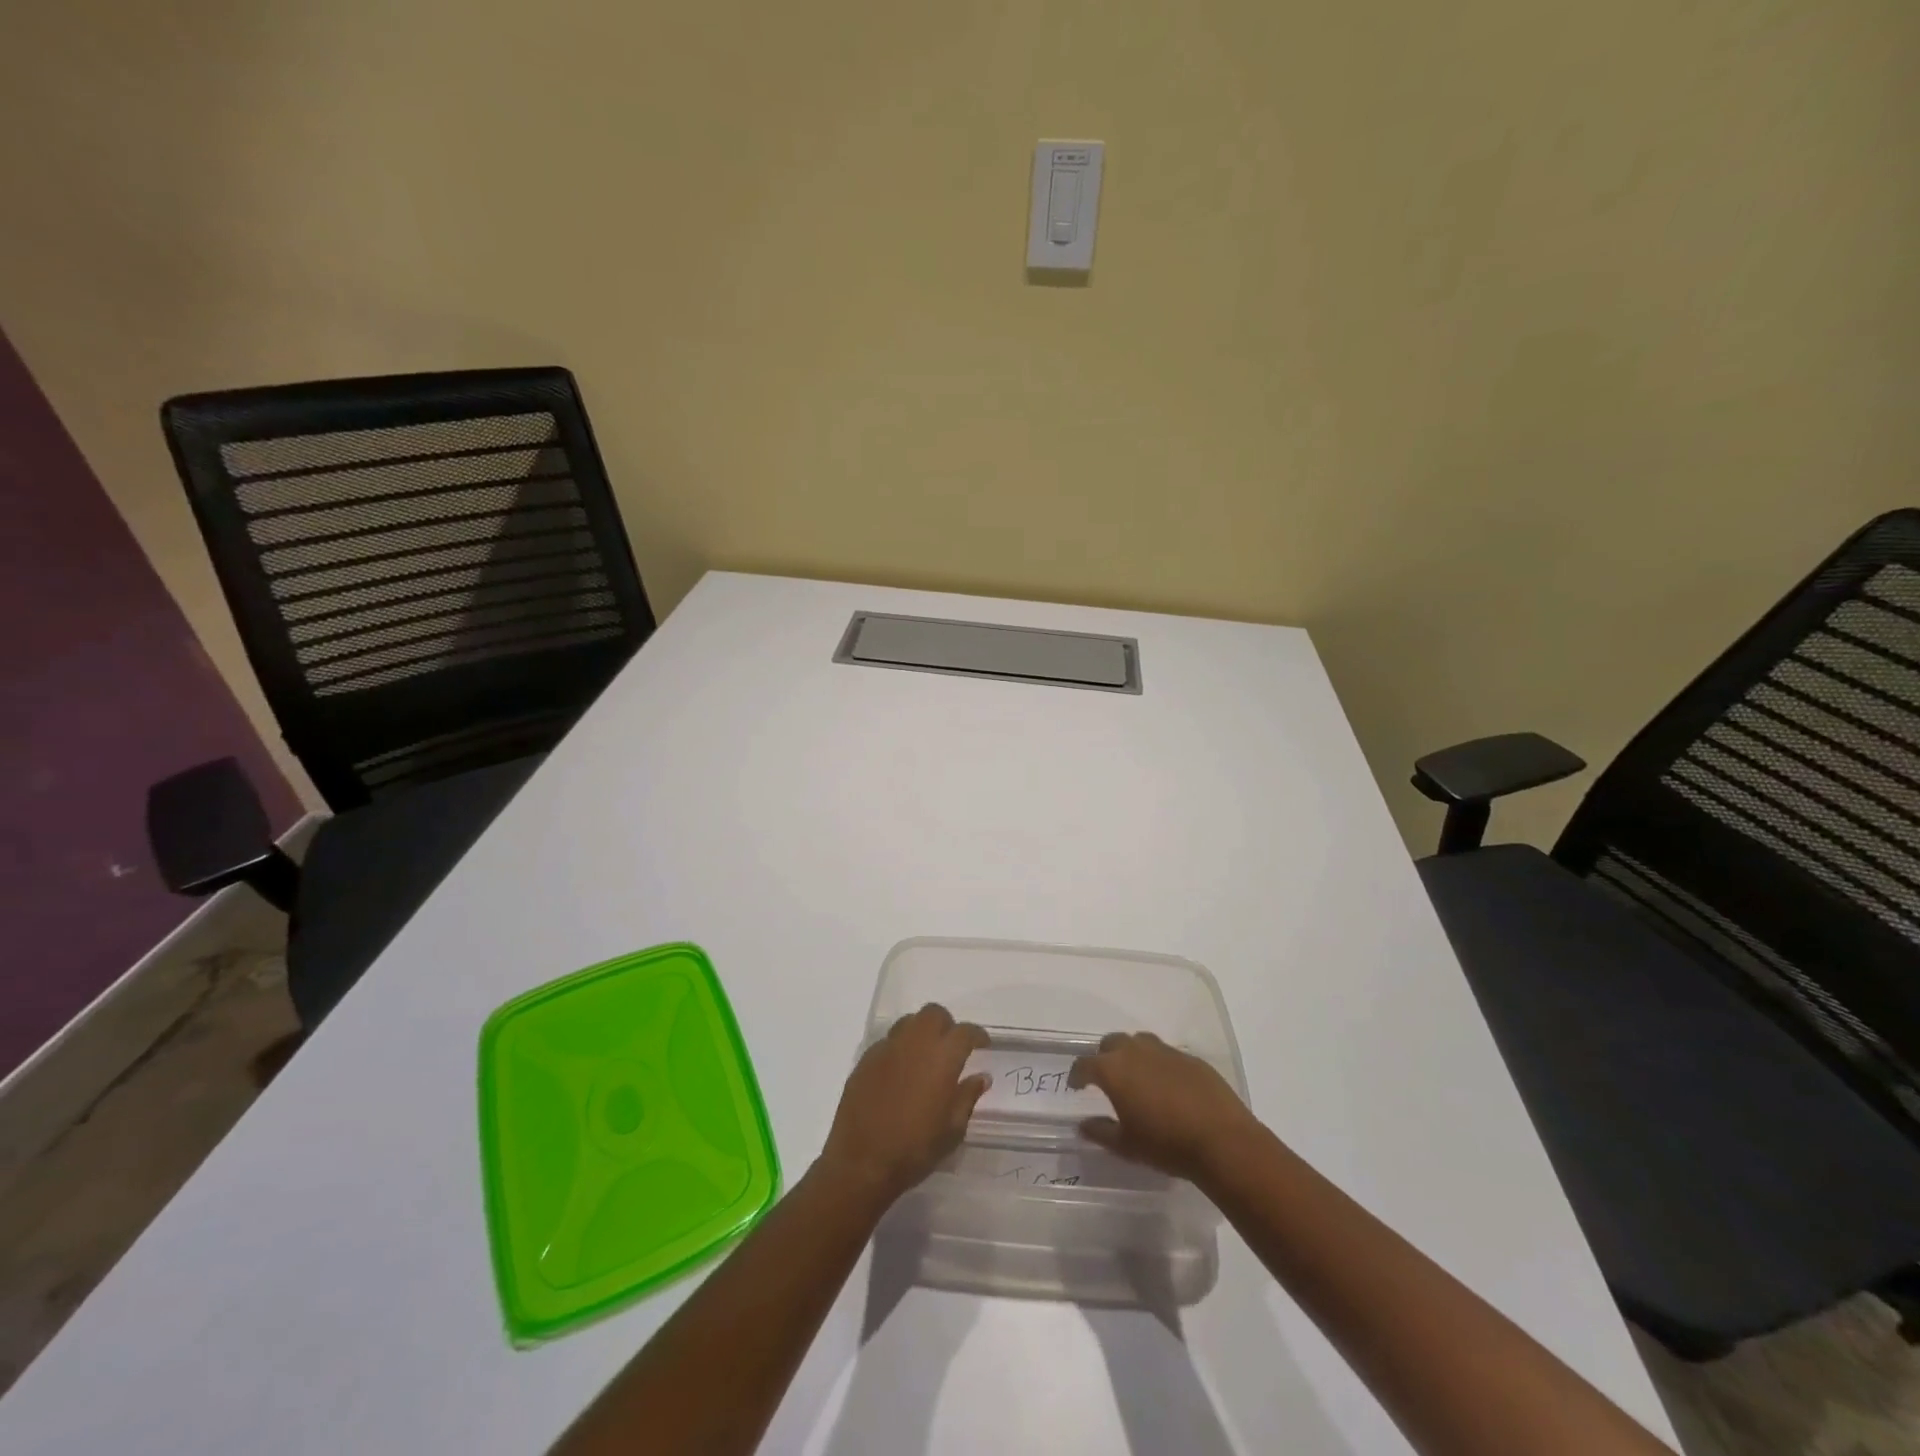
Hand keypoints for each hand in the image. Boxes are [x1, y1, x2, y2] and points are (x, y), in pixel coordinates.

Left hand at [819, 1004, 990, 1206]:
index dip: (977, 1035)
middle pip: (934, 1014)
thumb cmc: (915, 1148)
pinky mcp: (866, 1059)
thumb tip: (981, 1076)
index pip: (965, 1031)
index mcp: (942, 1056)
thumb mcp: (953, 1130)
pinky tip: (900, 1072)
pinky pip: (888, 1041)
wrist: (861, 1162)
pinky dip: (899, 1048)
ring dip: (921, 1031)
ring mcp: (887, 1048)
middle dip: (947, 1025)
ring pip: (909, 1022)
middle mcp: (915, 1042)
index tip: (983, 1044)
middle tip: (951, 1047)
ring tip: (925, 1055)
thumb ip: (968, 1096)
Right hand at [1069, 1031, 1262, 1184]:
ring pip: (1139, 1042)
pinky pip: (1165, 1054)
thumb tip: (1083, 1125)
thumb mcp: (1127, 1146)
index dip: (1077, 1074)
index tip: (1075, 1085)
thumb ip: (1101, 1132)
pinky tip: (1167, 1086)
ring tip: (1136, 1077)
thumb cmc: (1166, 1144)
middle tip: (1106, 1079)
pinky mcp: (1190, 1058)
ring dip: (1131, 1054)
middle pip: (1111, 1043)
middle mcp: (1136, 1051)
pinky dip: (1158, 1064)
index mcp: (1114, 1070)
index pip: (1085, 1064)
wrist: (1222, 1140)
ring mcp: (1165, 1051)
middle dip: (1104, 1057)